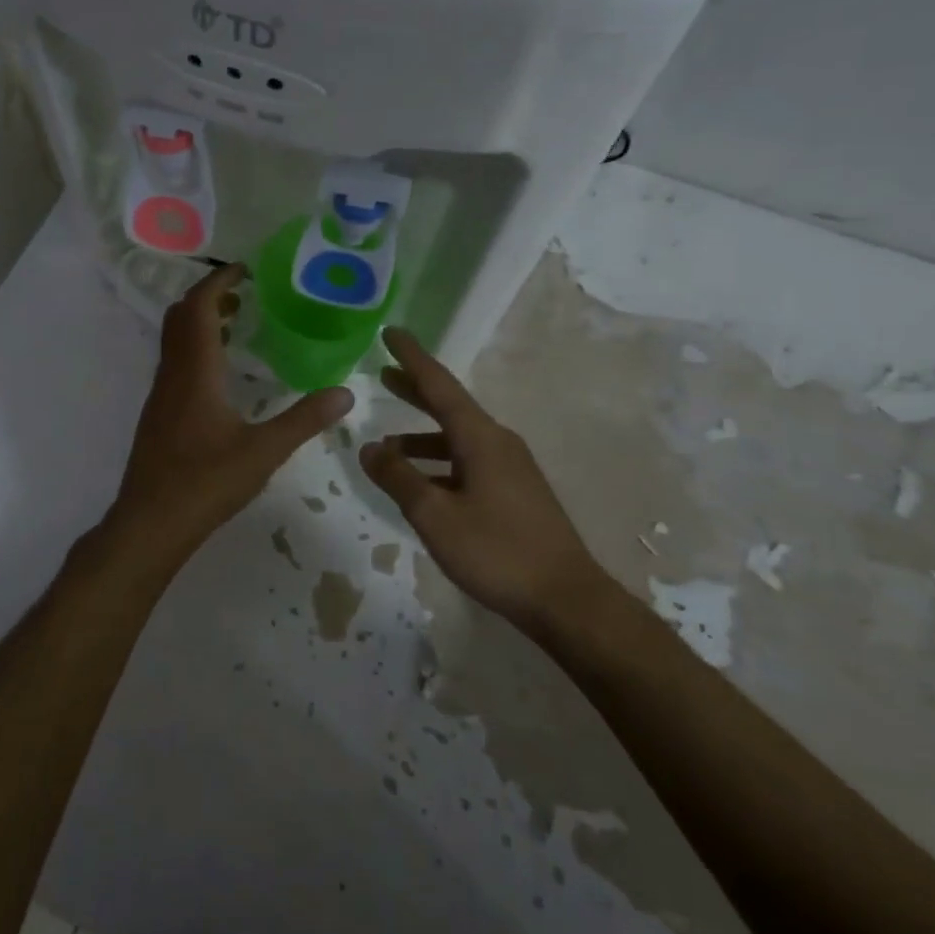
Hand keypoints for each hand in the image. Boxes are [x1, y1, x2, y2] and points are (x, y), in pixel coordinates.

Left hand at [108, 263, 353, 565]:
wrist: (150, 522)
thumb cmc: (205, 482)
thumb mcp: (263, 451)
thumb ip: (304, 419)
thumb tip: (345, 393)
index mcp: (195, 371)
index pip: (199, 308)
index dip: (218, 282)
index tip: (244, 270)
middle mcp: (172, 374)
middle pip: (181, 316)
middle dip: (209, 296)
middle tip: (244, 293)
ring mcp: (160, 394)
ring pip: (175, 340)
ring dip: (201, 322)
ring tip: (238, 324)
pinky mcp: (158, 413)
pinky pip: (175, 363)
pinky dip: (196, 349)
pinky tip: (221, 373)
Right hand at [359, 328, 605, 626]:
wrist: (566, 599)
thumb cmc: (496, 551)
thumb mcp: (434, 515)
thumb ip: (398, 478)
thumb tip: (368, 447)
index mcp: (480, 437)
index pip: (439, 385)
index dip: (412, 358)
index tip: (391, 333)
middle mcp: (498, 442)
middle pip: (449, 406)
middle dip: (415, 390)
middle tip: (384, 375)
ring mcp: (510, 468)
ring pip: (457, 438)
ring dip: (422, 436)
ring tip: (387, 445)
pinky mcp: (515, 492)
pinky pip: (468, 462)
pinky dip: (439, 462)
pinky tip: (421, 483)